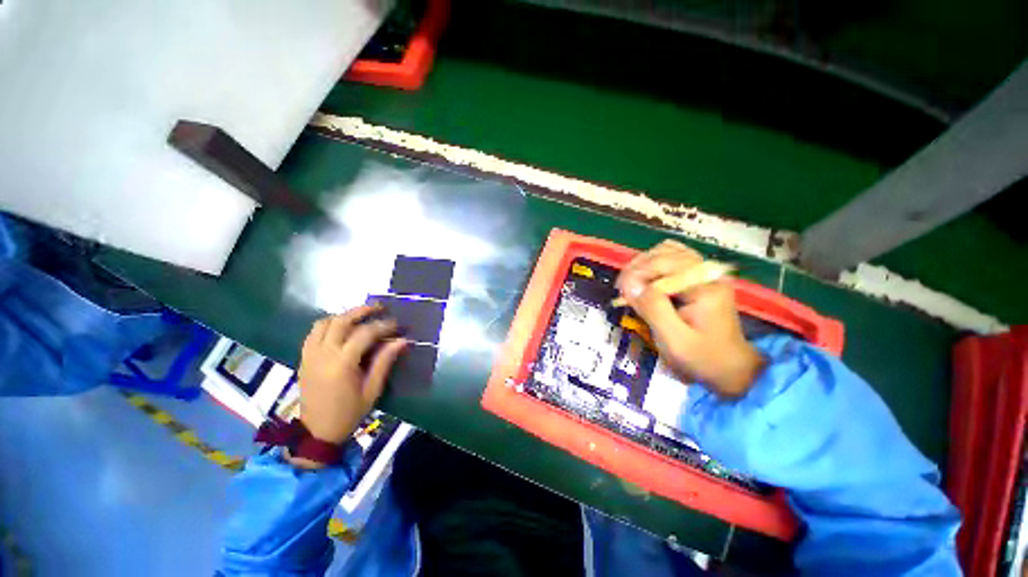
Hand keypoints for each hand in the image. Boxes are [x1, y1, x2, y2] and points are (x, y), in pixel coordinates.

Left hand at [289, 305, 407, 467]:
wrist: (317, 432)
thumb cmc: (349, 412)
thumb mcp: (372, 389)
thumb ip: (385, 361)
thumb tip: (402, 341)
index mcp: (342, 363)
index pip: (365, 333)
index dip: (383, 326)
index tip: (397, 324)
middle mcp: (323, 354)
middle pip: (341, 321)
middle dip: (362, 311)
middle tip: (379, 308)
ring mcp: (310, 355)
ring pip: (324, 323)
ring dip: (343, 315)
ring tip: (360, 316)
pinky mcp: (303, 358)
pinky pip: (313, 333)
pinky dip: (328, 325)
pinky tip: (341, 328)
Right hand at [616, 240, 764, 396]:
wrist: (731, 368)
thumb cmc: (702, 358)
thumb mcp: (674, 341)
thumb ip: (653, 309)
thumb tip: (630, 285)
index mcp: (705, 286)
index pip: (663, 263)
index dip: (637, 274)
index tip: (620, 293)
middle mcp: (707, 272)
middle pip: (664, 252)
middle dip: (637, 267)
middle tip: (622, 290)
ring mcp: (704, 272)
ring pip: (666, 251)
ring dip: (643, 264)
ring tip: (630, 284)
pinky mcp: (699, 277)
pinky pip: (671, 258)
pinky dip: (653, 265)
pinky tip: (644, 282)